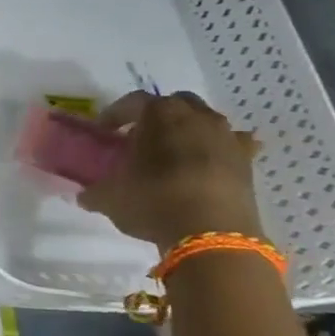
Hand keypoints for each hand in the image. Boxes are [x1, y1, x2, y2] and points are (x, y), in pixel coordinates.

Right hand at [76, 91, 264, 253]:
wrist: (211, 233)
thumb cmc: (152, 201)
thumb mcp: (109, 197)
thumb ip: (95, 191)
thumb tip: (86, 195)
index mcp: (159, 114)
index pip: (132, 102)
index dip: (115, 115)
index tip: (104, 132)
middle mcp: (197, 116)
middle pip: (174, 104)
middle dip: (157, 117)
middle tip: (140, 139)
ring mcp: (227, 137)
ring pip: (205, 121)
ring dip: (188, 132)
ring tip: (173, 155)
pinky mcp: (248, 161)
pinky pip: (234, 145)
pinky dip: (220, 150)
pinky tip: (209, 164)